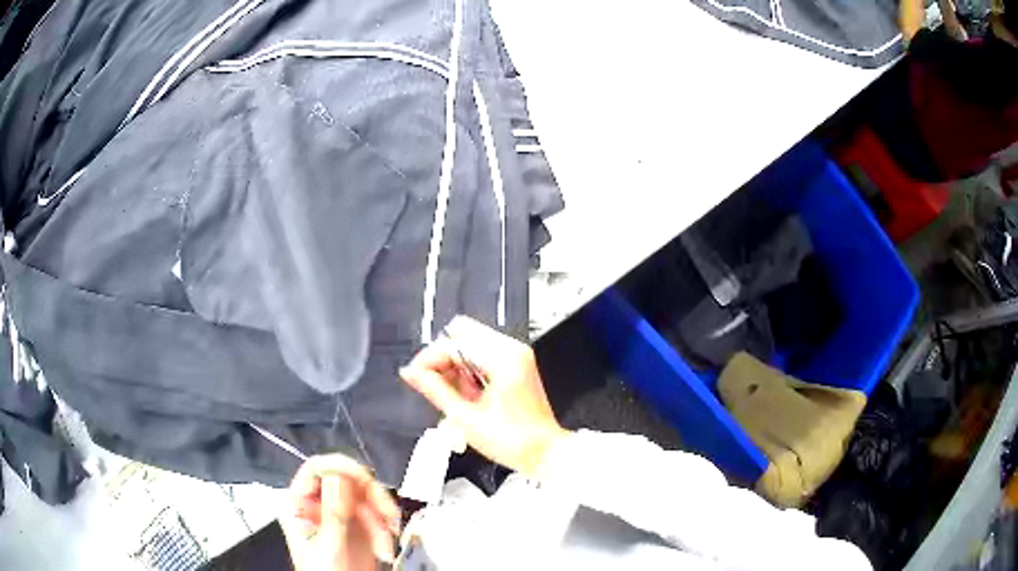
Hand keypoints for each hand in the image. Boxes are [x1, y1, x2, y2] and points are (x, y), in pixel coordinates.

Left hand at [280, 454, 399, 570]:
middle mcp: (319, 506)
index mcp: (300, 506)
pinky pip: (377, 516)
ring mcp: (340, 516)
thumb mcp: (328, 546)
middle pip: (347, 481)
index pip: (316, 470)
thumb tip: (337, 478)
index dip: (339, 466)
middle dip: (372, 498)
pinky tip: (384, 547)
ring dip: (382, 521)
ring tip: (384, 544)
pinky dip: (385, 530)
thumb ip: (333, 513)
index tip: (363, 477)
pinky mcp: (359, 527)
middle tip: (387, 513)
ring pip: (367, 498)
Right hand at [399, 316, 570, 477]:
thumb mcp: (465, 418)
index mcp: (503, 359)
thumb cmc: (514, 441)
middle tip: (431, 382)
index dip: (428, 360)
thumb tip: (411, 373)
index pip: (452, 344)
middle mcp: (512, 350)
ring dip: (455, 365)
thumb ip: (434, 390)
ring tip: (454, 396)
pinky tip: (467, 395)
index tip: (413, 375)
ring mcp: (516, 356)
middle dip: (442, 357)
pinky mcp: (516, 365)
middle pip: (462, 333)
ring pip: (471, 343)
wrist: (543, 453)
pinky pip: (482, 355)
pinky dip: (468, 370)